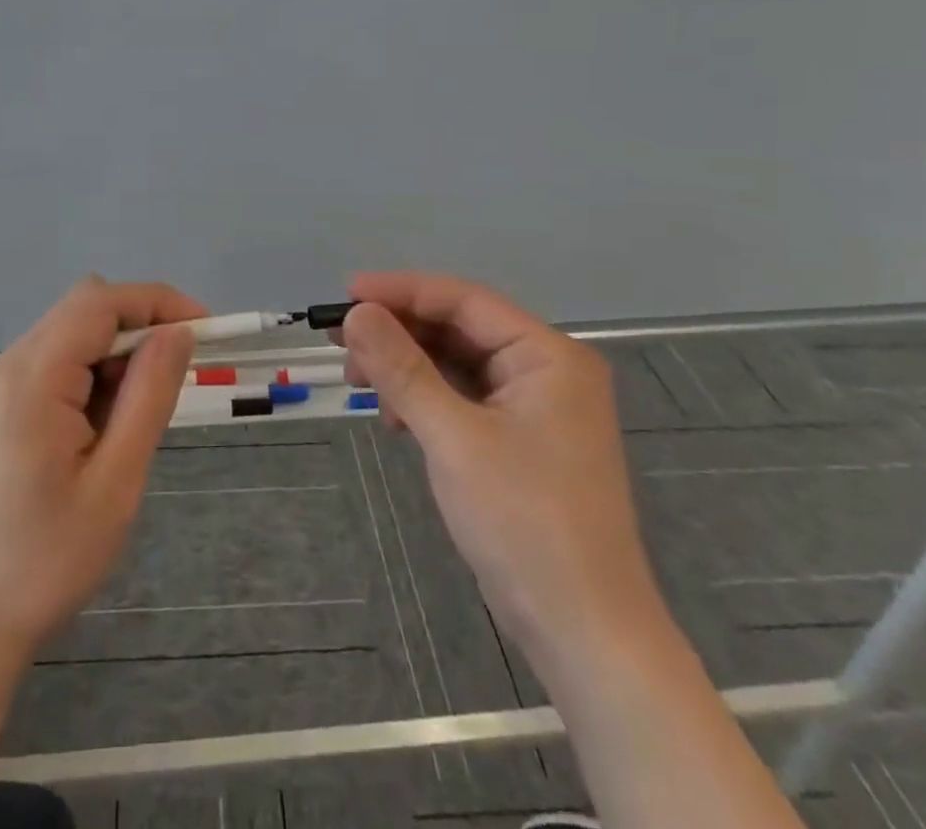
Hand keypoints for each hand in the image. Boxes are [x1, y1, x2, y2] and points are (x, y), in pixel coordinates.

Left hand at [0, 277, 202, 664]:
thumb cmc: (46, 560)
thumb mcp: (116, 480)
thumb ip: (149, 395)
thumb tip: (179, 332)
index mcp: (34, 375)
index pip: (102, 301)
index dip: (159, 302)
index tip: (207, 330)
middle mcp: (11, 364)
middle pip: (86, 310)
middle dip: (141, 329)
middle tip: (176, 382)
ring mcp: (0, 385)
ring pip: (74, 335)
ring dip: (117, 357)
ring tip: (134, 423)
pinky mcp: (0, 407)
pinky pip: (58, 364)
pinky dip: (93, 377)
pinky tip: (103, 431)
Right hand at [338, 272, 665, 674]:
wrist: (584, 634)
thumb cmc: (524, 522)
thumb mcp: (453, 437)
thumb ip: (402, 369)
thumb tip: (355, 314)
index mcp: (548, 355)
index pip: (464, 301)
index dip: (402, 292)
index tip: (345, 295)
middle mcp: (546, 370)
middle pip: (459, 329)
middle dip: (399, 333)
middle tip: (341, 343)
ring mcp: (535, 408)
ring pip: (457, 364)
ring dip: (407, 367)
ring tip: (359, 383)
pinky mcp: (520, 441)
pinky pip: (463, 398)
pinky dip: (425, 399)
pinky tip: (394, 417)